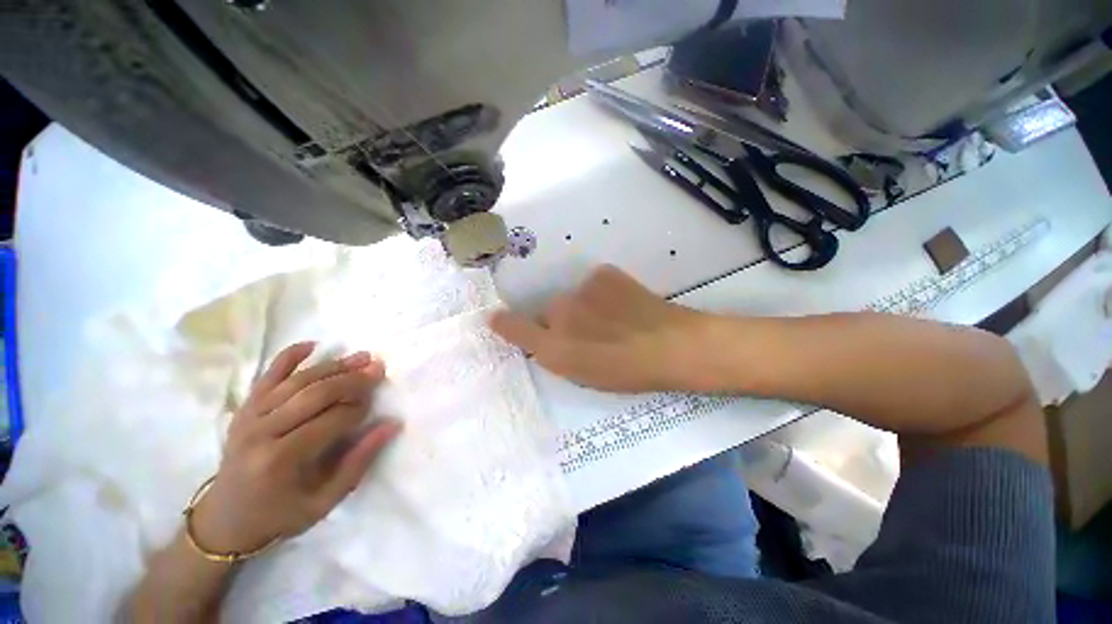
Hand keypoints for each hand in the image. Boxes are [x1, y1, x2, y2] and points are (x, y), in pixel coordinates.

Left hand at [190, 343, 401, 555]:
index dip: (360, 409)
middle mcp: (262, 432)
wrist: (224, 520)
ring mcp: (249, 417)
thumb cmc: (279, 515)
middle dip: (352, 380)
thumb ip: (359, 462)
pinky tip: (311, 344)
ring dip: (333, 366)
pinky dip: (289, 356)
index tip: (375, 405)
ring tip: (361, 356)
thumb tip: (391, 425)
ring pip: (298, 381)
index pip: (332, 420)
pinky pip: (267, 376)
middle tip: (378, 369)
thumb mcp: (324, 502)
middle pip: (315, 394)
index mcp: (282, 460)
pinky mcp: (243, 409)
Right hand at [490, 265, 707, 392]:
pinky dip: (602, 292)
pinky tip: (623, 303)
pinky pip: (593, 284)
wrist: (673, 345)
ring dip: (584, 306)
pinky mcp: (602, 273)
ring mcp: (581, 290)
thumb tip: (537, 340)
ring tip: (613, 319)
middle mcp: (560, 314)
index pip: (516, 329)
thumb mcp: (584, 376)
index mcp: (555, 348)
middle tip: (590, 333)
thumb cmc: (628, 372)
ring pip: (572, 297)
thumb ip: (554, 356)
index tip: (497, 319)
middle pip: (549, 312)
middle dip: (562, 321)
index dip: (505, 324)